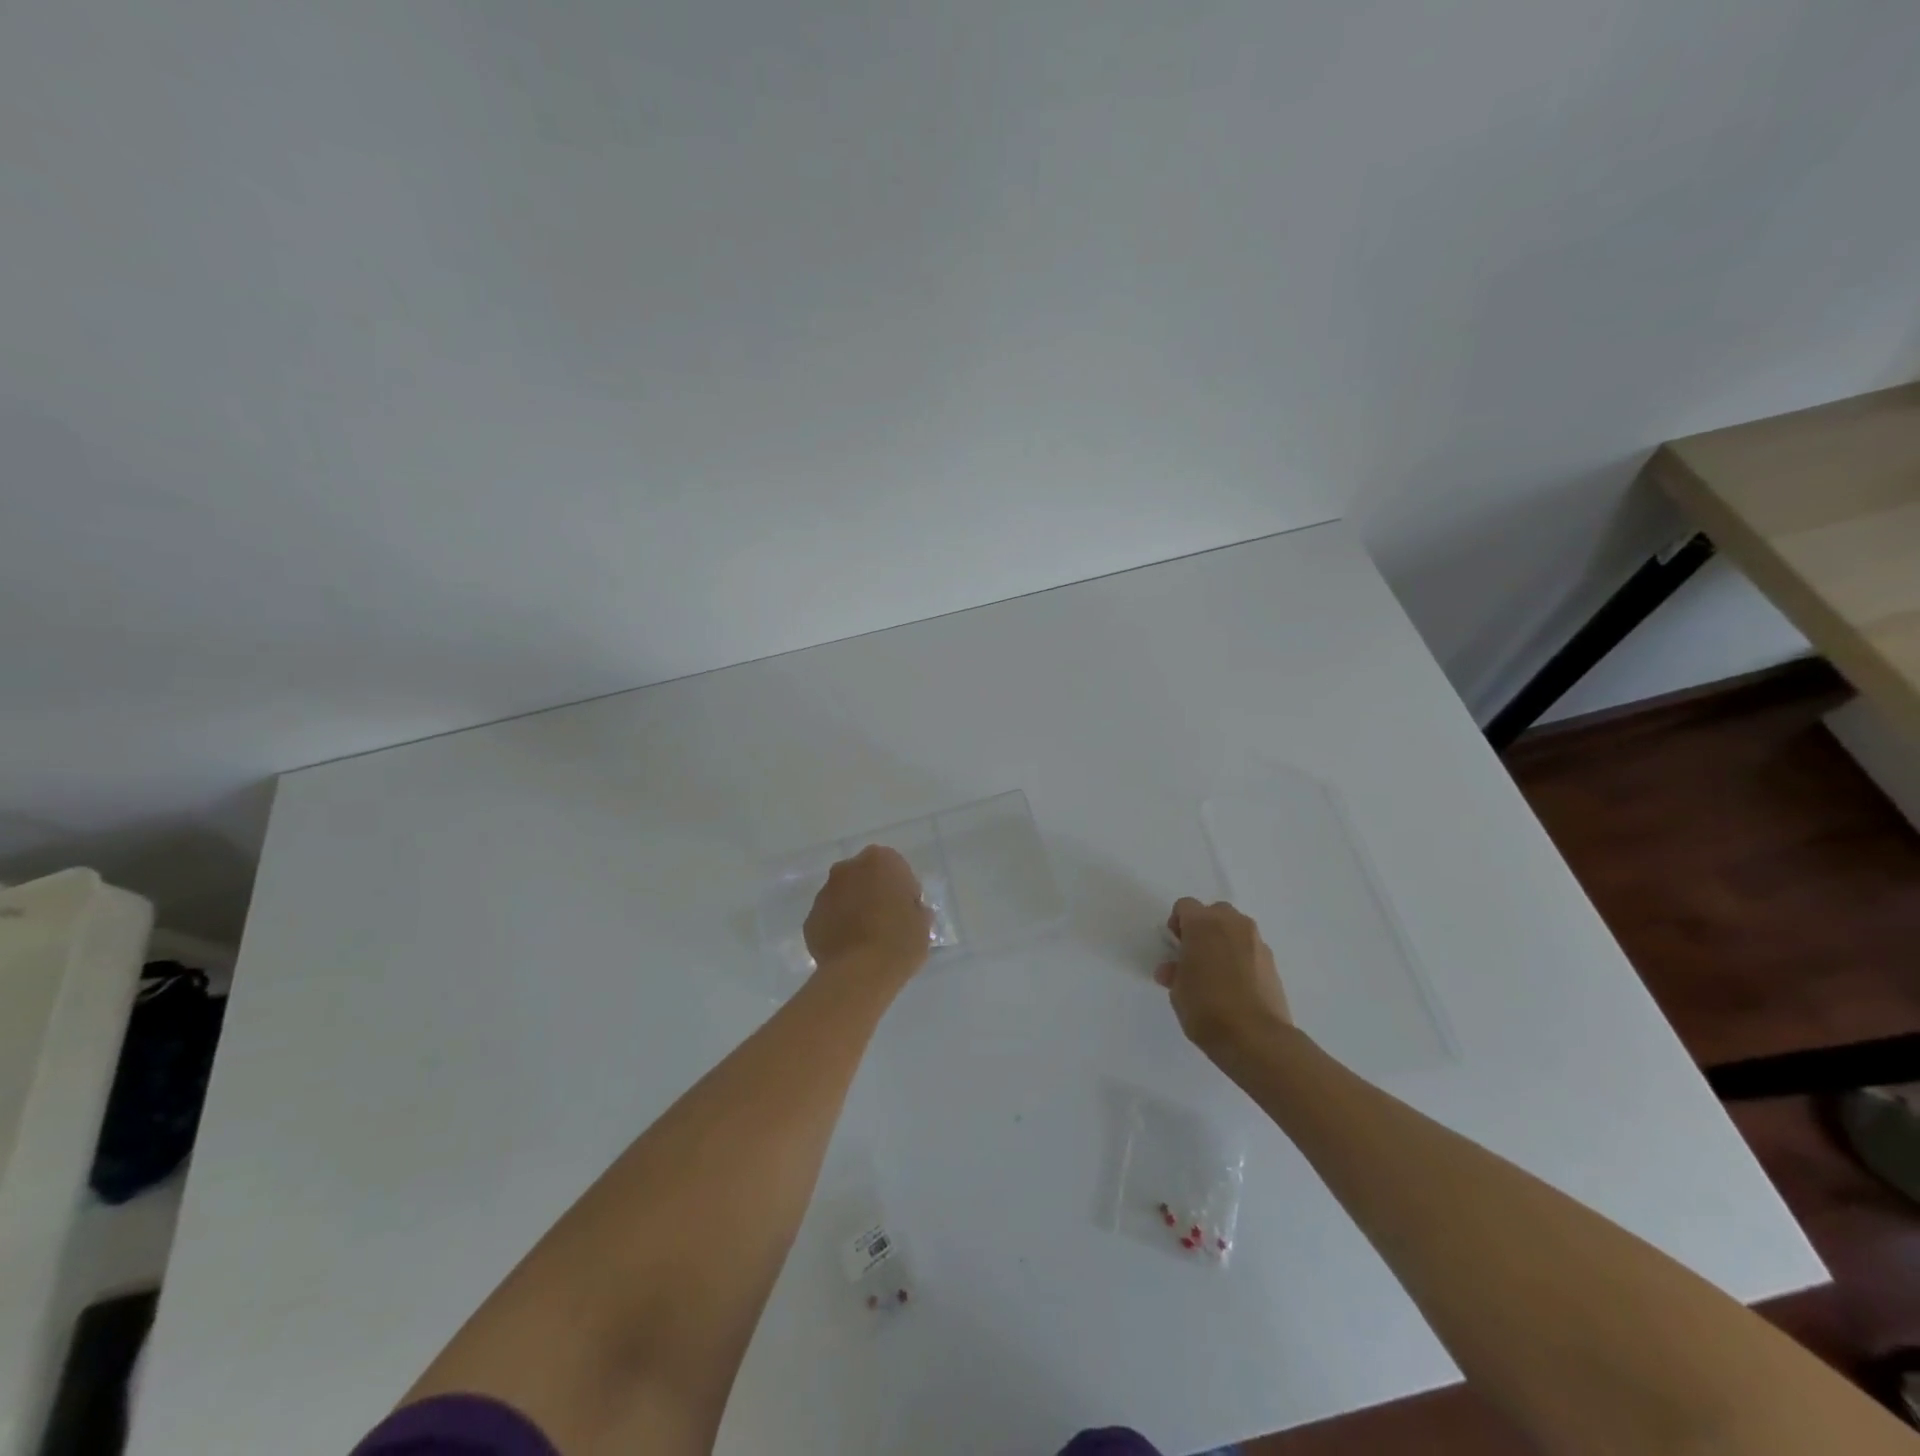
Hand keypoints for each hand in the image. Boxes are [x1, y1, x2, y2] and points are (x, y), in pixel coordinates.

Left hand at [804, 845, 933, 983]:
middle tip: (886, 921)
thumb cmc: (900, 941)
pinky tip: (848, 950)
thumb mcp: (922, 923)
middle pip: (863, 876)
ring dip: (852, 909)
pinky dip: (836, 928)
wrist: (861, 973)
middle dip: (872, 892)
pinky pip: (828, 919)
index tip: (906, 910)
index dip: (901, 888)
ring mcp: (824, 893)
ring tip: (865, 940)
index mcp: (879, 860)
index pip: (894, 866)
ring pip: (842, 896)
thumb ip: (914, 908)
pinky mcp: (810, 920)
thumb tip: (908, 910)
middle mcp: (847, 869)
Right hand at [1154, 898, 1293, 1060]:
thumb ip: (1175, 972)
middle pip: (1215, 912)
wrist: (1255, 1037)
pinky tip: (1237, 985)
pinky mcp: (1272, 962)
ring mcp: (1256, 941)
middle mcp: (1232, 924)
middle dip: (1204, 928)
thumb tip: (1173, 970)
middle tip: (1196, 955)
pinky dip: (1242, 958)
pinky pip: (1251, 949)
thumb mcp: (1177, 991)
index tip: (1176, 947)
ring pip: (1236, 929)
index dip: (1177, 923)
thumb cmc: (1206, 1008)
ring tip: (1218, 972)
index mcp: (1202, 923)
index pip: (1185, 906)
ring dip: (1225, 941)